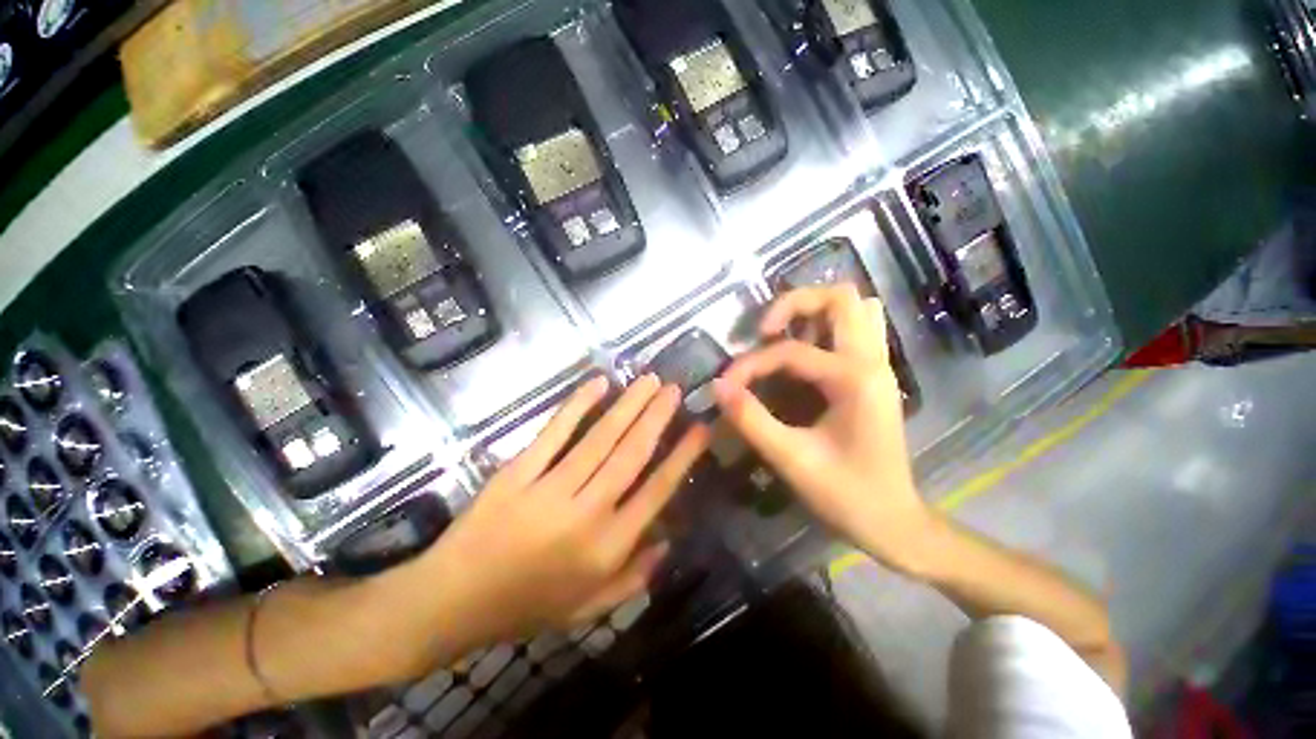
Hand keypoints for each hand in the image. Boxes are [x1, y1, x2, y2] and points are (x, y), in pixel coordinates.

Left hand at [421, 375, 709, 651]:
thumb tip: (669, 542)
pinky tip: (598, 383)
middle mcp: (587, 513)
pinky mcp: (518, 472)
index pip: (657, 491)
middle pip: (631, 454)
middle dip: (658, 417)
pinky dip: (577, 404)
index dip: (682, 456)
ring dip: (628, 405)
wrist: (451, 603)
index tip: (699, 428)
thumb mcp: (587, 609)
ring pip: (601, 438)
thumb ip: (633, 579)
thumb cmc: (526, 607)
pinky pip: (555, 432)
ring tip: (649, 380)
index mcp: (607, 547)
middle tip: (674, 389)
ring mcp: (550, 488)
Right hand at [712, 286, 933, 571]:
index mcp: (854, 379)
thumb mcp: (791, 459)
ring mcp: (879, 365)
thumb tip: (718, 387)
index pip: (790, 352)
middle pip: (840, 297)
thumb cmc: (847, 495)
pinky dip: (830, 327)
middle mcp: (872, 361)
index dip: (750, 365)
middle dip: (794, 303)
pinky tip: (807, 351)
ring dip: (816, 312)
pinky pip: (860, 330)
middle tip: (764, 331)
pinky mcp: (875, 376)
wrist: (895, 522)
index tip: (726, 386)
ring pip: (856, 308)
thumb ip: (751, 419)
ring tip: (784, 335)